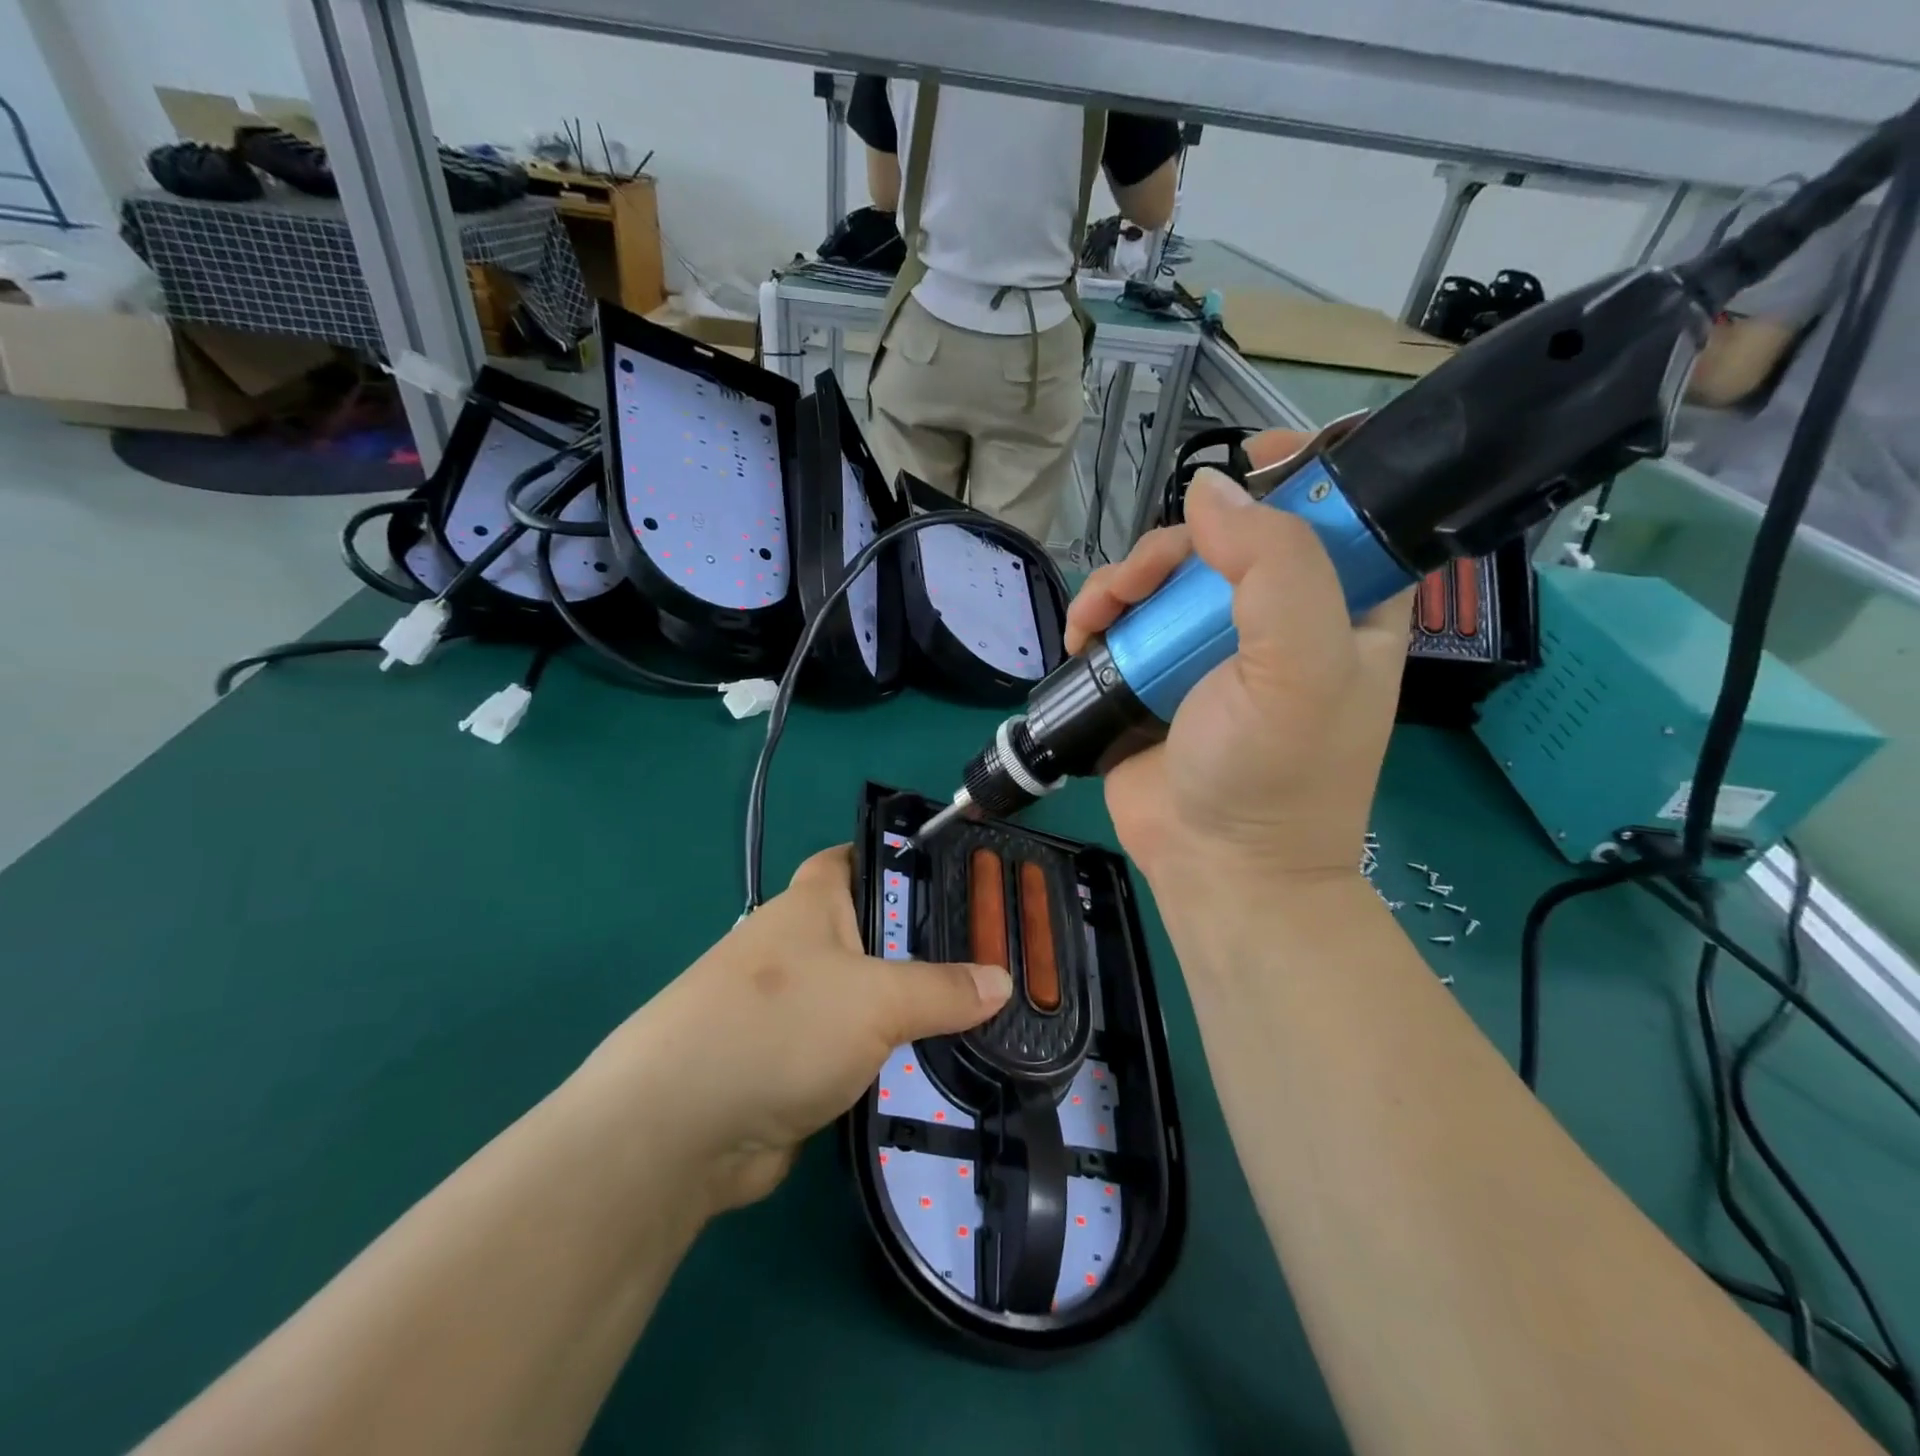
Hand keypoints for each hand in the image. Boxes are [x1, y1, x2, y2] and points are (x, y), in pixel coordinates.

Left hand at [604, 847, 1010, 1212]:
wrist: (678, 1132)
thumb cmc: (778, 1027)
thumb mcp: (874, 999)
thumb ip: (943, 989)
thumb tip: (1002, 980)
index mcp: (813, 903)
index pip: (861, 858)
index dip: (905, 859)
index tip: (961, 876)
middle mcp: (803, 946)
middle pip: (878, 933)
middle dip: (931, 946)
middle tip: (998, 957)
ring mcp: (798, 1007)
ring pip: (873, 997)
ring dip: (916, 1011)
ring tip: (987, 1017)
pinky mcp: (797, 1063)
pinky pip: (860, 1050)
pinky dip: (893, 1058)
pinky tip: (943, 1070)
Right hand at [1066, 430, 1414, 895]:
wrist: (1215, 867)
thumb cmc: (1277, 773)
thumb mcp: (1301, 667)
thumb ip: (1274, 566)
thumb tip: (1208, 491)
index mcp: (1341, 608)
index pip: (1335, 513)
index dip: (1298, 476)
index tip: (1249, 463)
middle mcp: (1274, 620)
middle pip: (1222, 540)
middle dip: (1173, 547)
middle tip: (1142, 582)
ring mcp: (1205, 648)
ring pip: (1161, 578)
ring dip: (1121, 583)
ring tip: (1095, 620)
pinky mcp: (1152, 676)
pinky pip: (1123, 622)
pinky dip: (1097, 619)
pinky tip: (1082, 638)